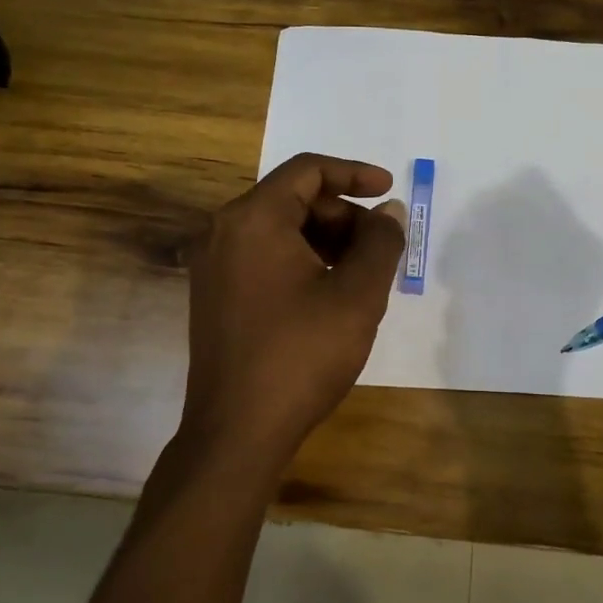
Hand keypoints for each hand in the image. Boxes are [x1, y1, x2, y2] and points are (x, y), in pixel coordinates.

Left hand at [181, 153, 404, 465]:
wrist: (237, 432)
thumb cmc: (301, 355)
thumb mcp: (357, 295)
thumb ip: (380, 243)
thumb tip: (388, 212)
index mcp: (253, 219)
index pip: (307, 170)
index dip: (354, 173)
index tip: (388, 189)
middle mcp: (224, 232)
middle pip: (293, 200)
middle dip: (343, 215)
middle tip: (381, 247)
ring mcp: (213, 266)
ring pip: (279, 230)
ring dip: (325, 240)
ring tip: (363, 273)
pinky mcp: (214, 296)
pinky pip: (263, 257)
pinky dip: (301, 261)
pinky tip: (330, 293)